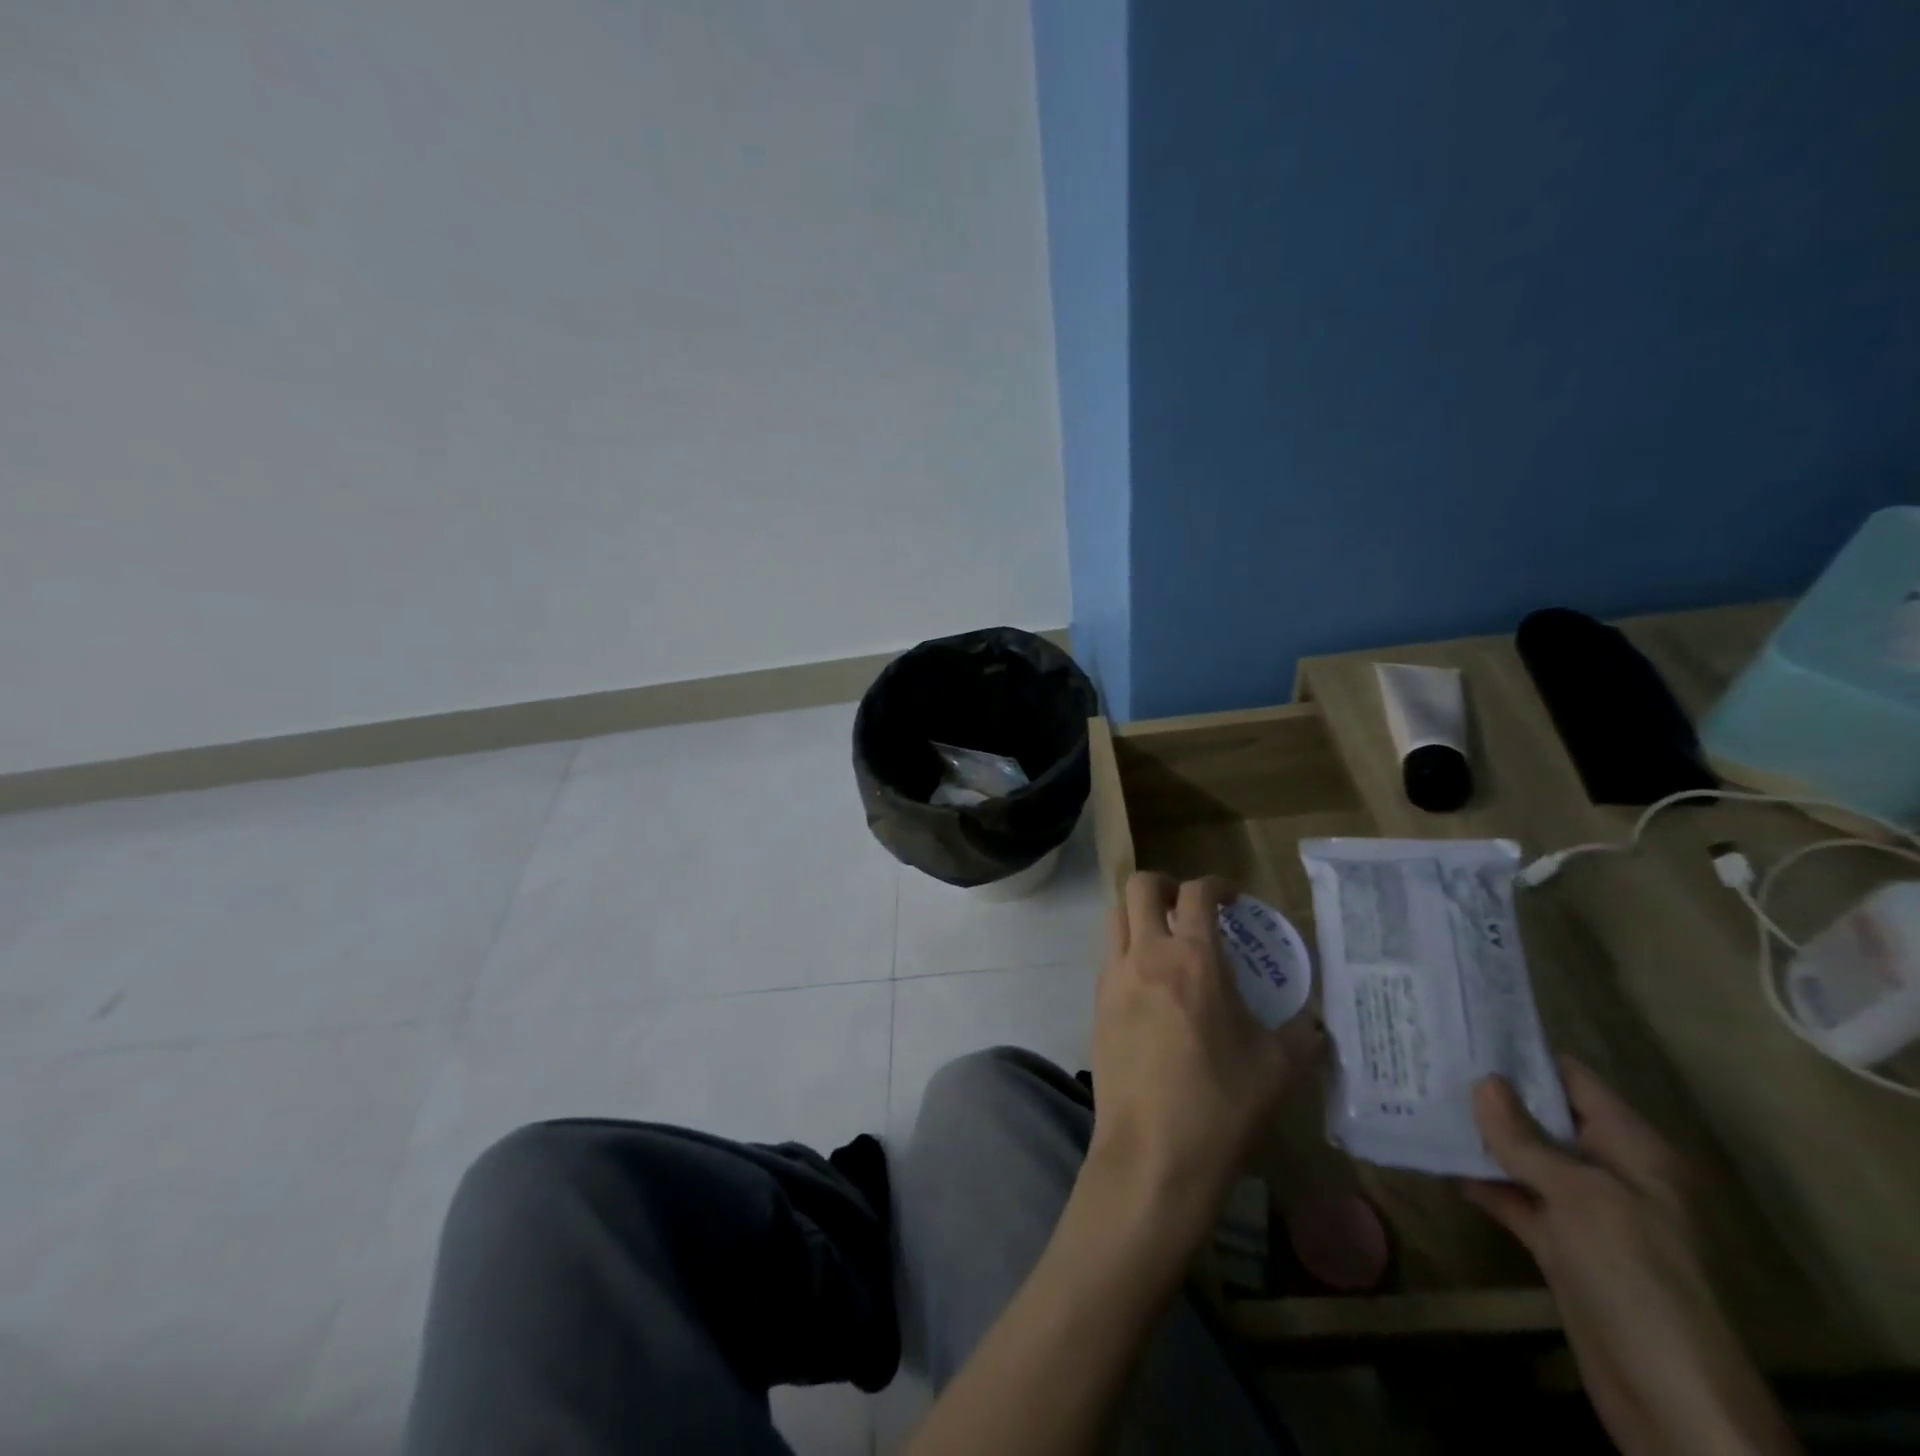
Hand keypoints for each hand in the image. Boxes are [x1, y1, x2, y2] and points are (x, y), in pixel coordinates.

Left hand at [1086, 873, 1321, 1247]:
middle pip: (1139, 887)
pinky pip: (1108, 956)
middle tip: (1189, 908)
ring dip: (1138, 914)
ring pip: (1115, 916)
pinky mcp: (1096, 1004)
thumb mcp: (1277, 1068)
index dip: (1217, 885)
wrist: (1152, 1154)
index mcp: (1193, 959)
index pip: (1197, 893)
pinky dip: (1126, 950)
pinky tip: (1150, 985)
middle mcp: (1146, 955)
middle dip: (1165, 885)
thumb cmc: (1220, 1106)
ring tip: (1166, 940)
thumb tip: (1316, 1023)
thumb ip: (1301, 1034)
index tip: (1233, 898)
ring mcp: (1113, 977)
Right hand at [1466, 1060, 1799, 1455]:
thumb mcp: (1581, 1199)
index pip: (1574, 1081)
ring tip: (1419, 1096)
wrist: (1670, 1399)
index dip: (1522, 1053)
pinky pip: (1514, 1198)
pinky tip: (1435, 1156)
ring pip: (1524, 1157)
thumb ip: (1526, 1139)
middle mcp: (1610, 1172)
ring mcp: (1584, 1212)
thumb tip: (1483, 1081)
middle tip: (1428, 1057)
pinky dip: (1480, 1180)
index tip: (1464, 1027)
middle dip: (1491, 1092)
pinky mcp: (1560, 1246)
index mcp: (1633, 1151)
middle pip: (1544, 1117)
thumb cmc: (1635, 1278)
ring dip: (1479, 1135)